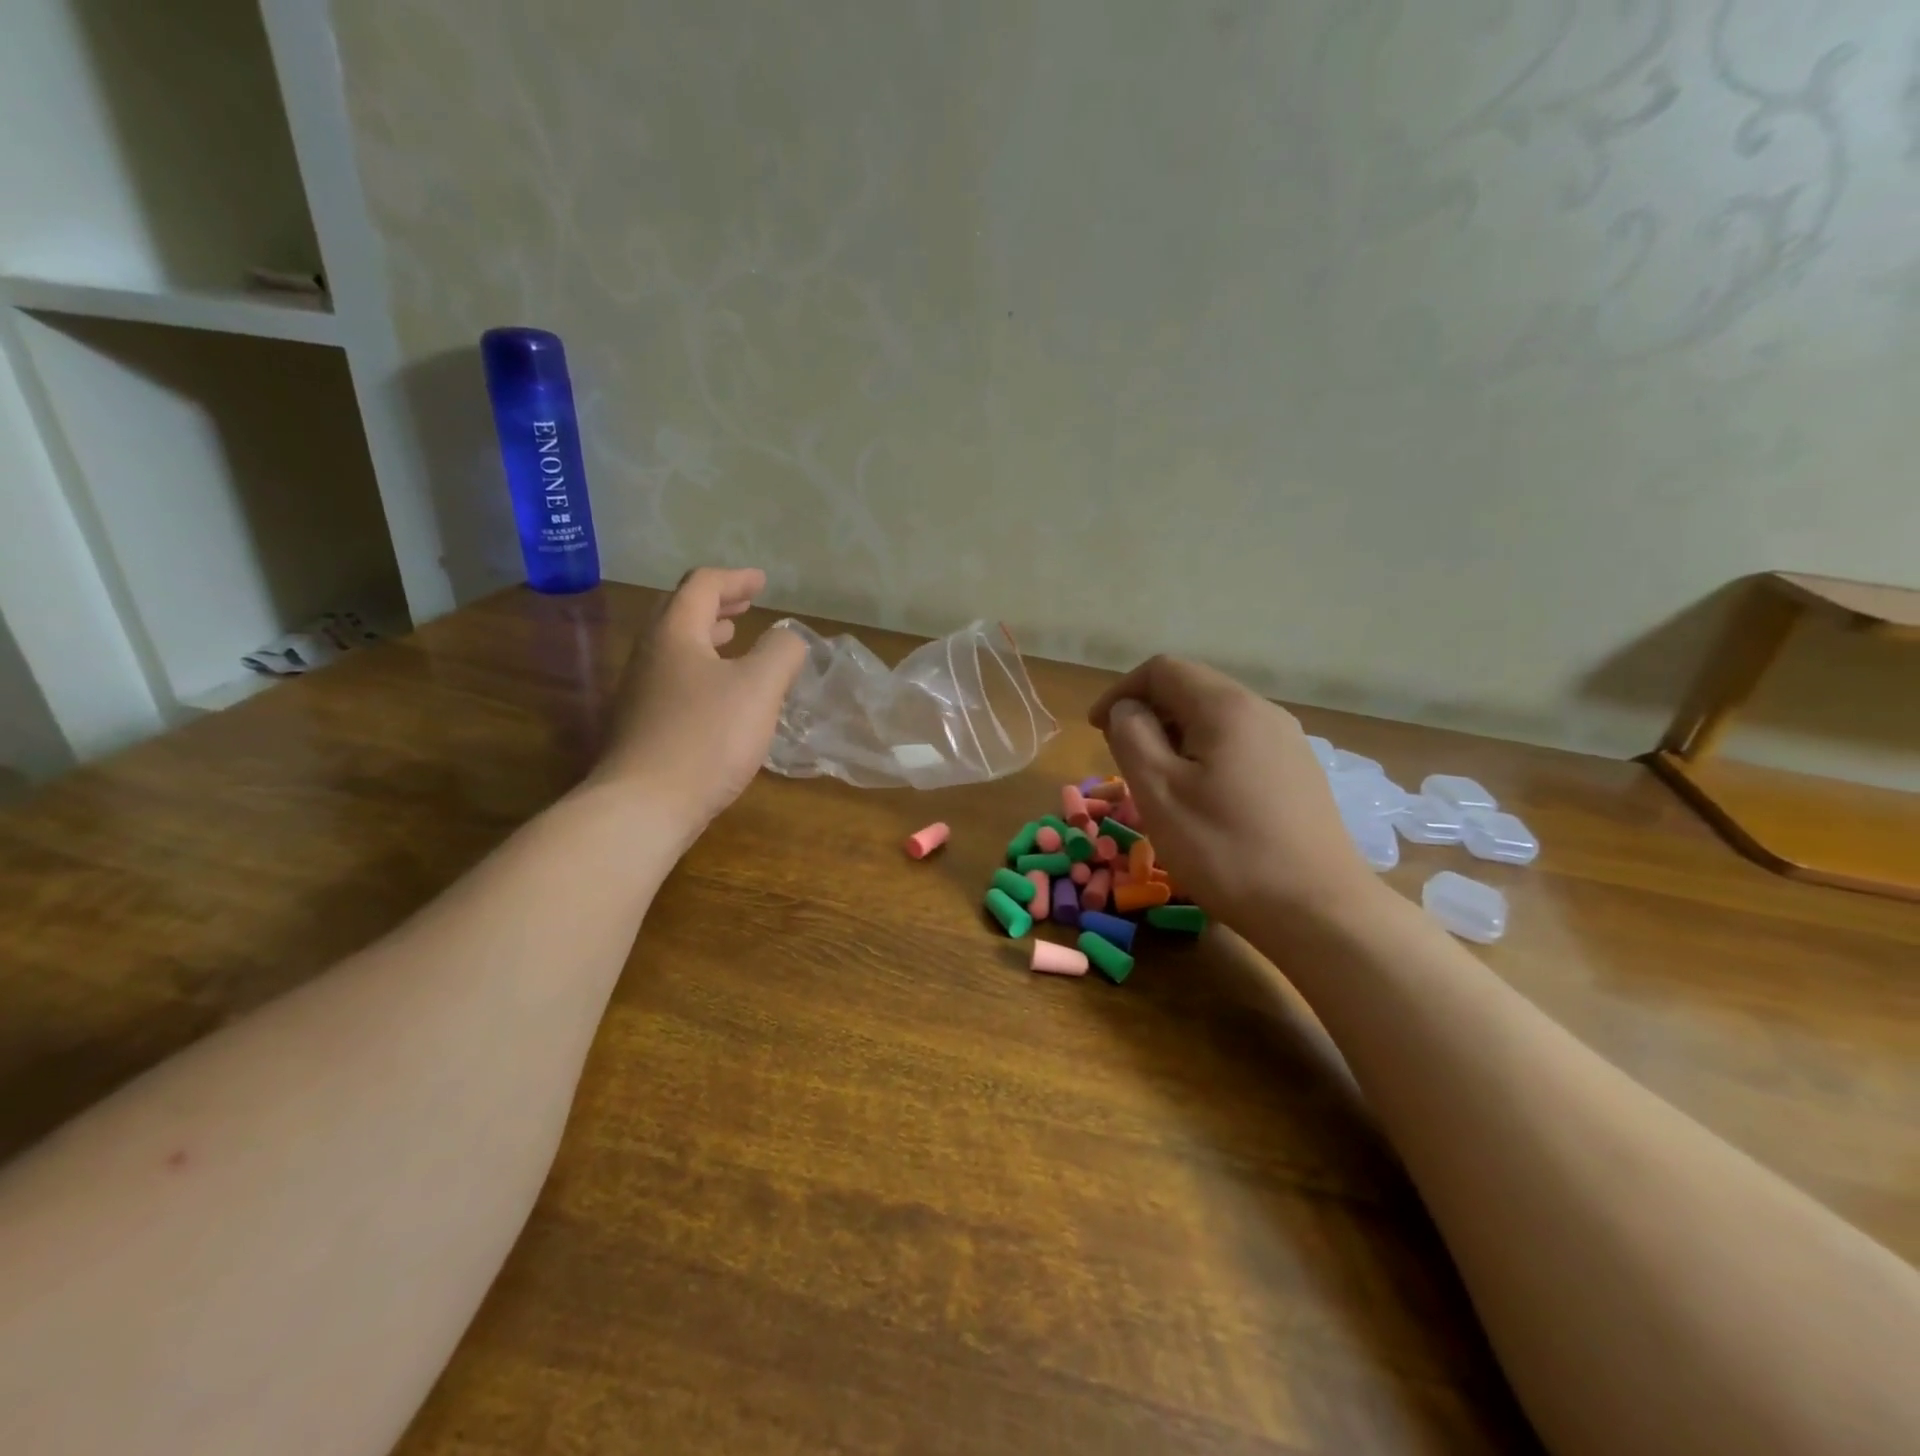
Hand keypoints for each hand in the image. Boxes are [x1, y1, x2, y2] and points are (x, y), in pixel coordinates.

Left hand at [591, 567, 804, 837]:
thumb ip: (781, 652)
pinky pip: (674, 679)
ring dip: (708, 636)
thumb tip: (789, 636)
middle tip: (747, 605)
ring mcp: (640, 692)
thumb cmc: (706, 738)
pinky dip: (702, 669)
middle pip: (681, 613)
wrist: (643, 806)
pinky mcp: (641, 725)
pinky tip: (721, 696)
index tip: (762, 582)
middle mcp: (650, 655)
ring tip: (735, 640)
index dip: (735, 579)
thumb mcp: (758, 688)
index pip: (702, 586)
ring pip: (676, 648)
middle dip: (717, 604)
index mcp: (675, 634)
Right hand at [1089, 656, 1383, 933]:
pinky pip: (1240, 744)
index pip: (1162, 669)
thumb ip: (1132, 736)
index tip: (1096, 730)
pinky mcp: (1299, 773)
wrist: (1319, 911)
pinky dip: (1207, 755)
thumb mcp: (1159, 792)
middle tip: (1122, 757)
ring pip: (1217, 718)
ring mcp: (1288, 742)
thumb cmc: (1226, 850)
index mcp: (1226, 707)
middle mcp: (1263, 711)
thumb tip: (1127, 709)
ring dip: (1176, 736)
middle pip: (1192, 689)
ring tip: (1157, 780)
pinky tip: (1203, 798)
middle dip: (1149, 713)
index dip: (1121, 691)